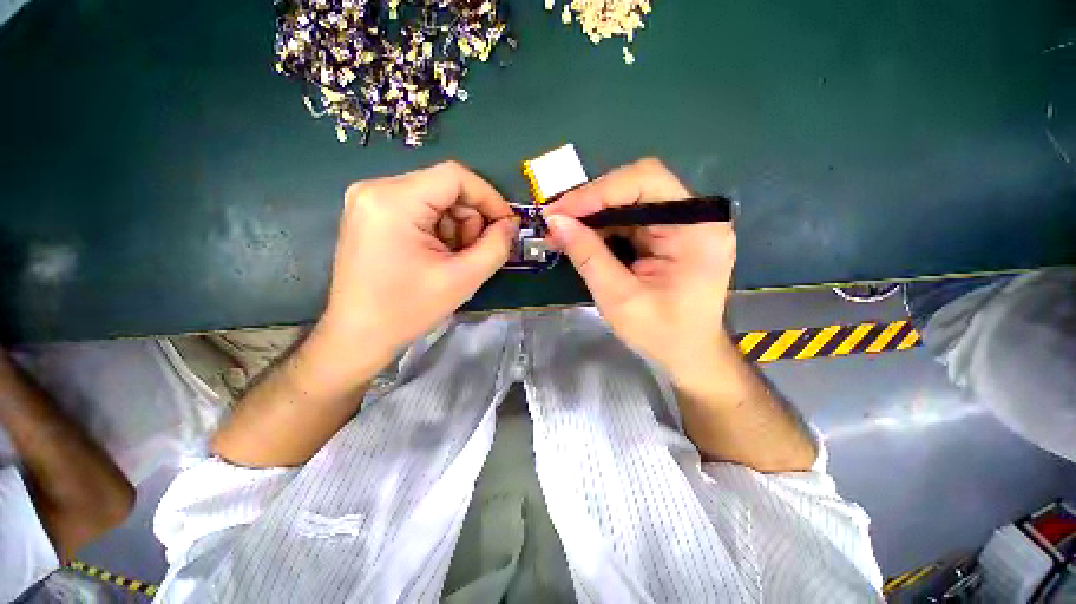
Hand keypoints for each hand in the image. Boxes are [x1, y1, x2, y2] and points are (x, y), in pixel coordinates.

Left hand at [315, 161, 518, 374]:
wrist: (359, 335)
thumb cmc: (408, 310)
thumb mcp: (463, 279)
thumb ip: (496, 247)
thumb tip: (510, 225)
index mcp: (394, 201)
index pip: (455, 176)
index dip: (489, 197)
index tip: (506, 225)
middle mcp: (376, 189)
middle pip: (445, 188)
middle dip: (470, 219)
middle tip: (476, 252)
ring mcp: (370, 200)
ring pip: (435, 199)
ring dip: (456, 227)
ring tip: (454, 259)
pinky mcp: (371, 214)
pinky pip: (420, 209)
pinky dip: (439, 230)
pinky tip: (438, 256)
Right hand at [544, 158, 735, 384]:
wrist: (688, 354)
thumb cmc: (661, 333)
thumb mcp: (619, 298)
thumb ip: (588, 256)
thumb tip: (555, 221)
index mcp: (696, 229)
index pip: (646, 182)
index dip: (598, 191)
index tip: (560, 211)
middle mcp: (694, 216)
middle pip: (637, 186)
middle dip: (592, 201)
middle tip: (556, 219)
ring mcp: (682, 224)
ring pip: (629, 200)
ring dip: (593, 213)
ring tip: (562, 230)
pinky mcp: (668, 234)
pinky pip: (629, 218)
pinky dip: (602, 225)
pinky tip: (581, 237)